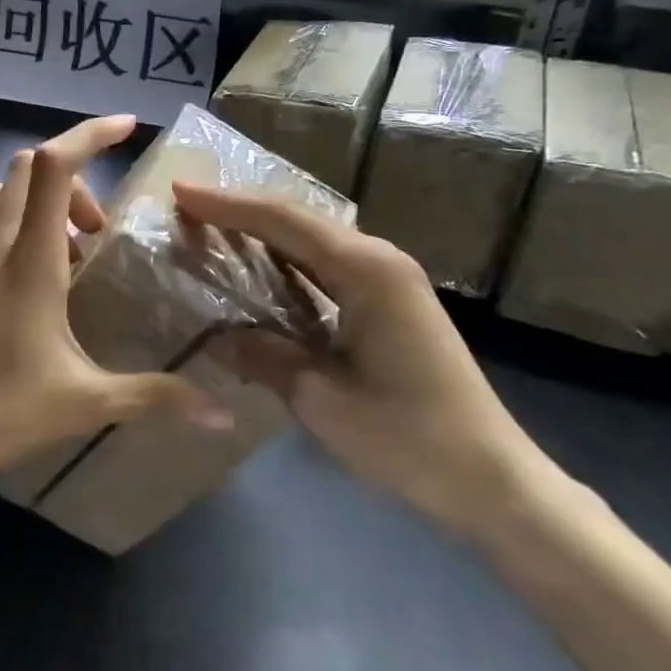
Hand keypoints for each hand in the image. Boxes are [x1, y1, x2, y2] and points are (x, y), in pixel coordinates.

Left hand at [0, 116, 231, 489]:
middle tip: (102, 228)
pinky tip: (42, 281)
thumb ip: (154, 397)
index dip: (90, 134)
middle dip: (75, 177)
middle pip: (26, 168)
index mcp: (29, 259)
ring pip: (5, 195)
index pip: (53, 167)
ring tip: (77, 253)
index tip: (128, 127)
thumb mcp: (85, 403)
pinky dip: (22, 227)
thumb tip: (224, 413)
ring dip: (46, 202)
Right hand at [174, 184, 558, 538]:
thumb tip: (219, 335)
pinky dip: (285, 264)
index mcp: (367, 271)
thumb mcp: (322, 399)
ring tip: (210, 230)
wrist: (489, 478)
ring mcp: (388, 281)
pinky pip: (326, 269)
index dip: (227, 206)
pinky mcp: (389, 304)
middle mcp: (379, 261)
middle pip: (299, 221)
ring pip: (312, 242)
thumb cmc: (408, 438)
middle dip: (241, 212)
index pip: (284, 222)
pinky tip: (257, 271)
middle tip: (188, 208)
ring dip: (262, 235)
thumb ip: (265, 356)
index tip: (181, 192)